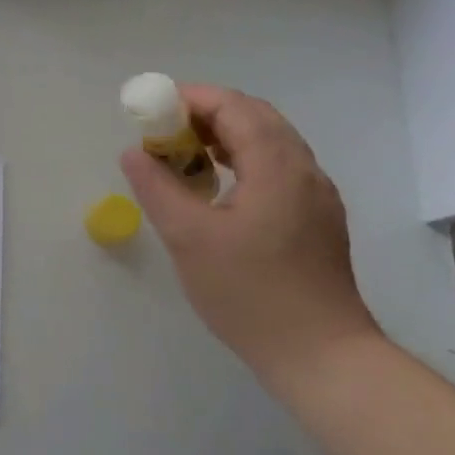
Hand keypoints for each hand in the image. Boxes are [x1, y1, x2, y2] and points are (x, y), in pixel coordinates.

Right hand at [120, 85, 379, 389]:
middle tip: (164, 131)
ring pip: (270, 143)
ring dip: (225, 137)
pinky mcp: (318, 220)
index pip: (234, 107)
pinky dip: (243, 160)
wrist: (321, 356)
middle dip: (206, 114)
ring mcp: (317, 196)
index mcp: (277, 166)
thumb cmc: (250, 294)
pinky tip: (218, 188)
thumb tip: (133, 153)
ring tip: (184, 156)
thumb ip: (157, 188)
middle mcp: (305, 170)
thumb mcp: (189, 238)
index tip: (152, 109)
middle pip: (255, 118)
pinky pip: (278, 169)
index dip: (191, 98)